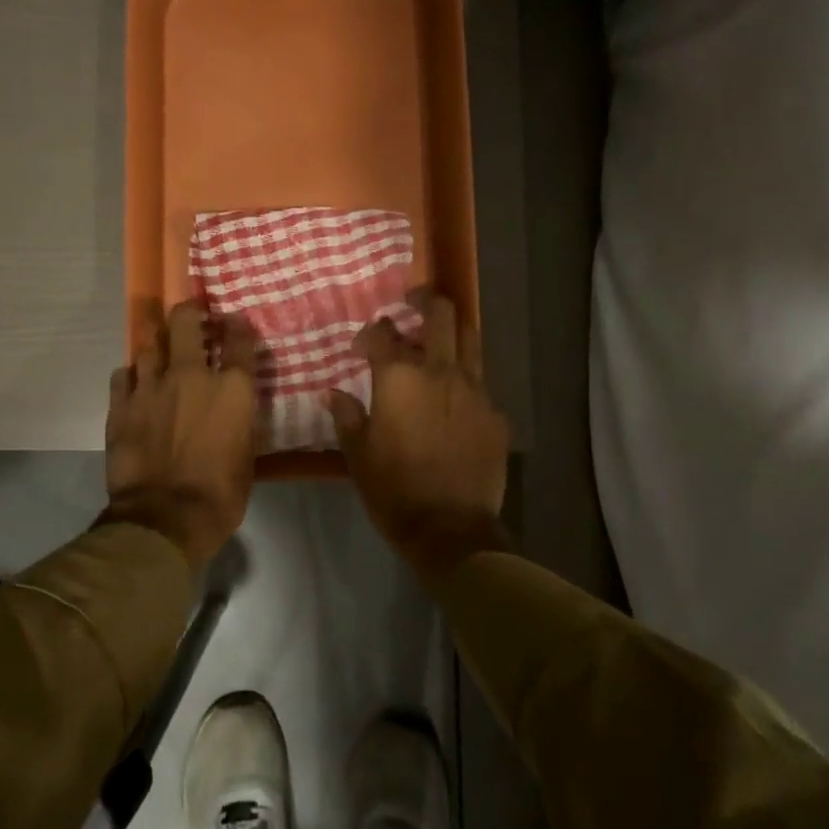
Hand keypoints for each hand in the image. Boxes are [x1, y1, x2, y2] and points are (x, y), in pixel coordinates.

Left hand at [104, 302, 258, 572]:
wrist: (163, 518)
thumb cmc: (219, 494)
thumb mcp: (246, 456)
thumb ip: (240, 421)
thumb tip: (234, 409)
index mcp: (231, 388)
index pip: (240, 339)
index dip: (239, 326)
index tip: (235, 323)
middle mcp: (191, 375)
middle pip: (186, 321)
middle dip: (190, 311)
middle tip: (191, 315)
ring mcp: (151, 386)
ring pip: (150, 342)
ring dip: (158, 341)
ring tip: (161, 345)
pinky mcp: (121, 404)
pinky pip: (123, 374)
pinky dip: (132, 374)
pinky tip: (135, 381)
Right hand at [329, 295, 510, 592]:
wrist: (451, 529)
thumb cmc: (394, 490)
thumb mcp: (357, 455)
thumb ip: (347, 416)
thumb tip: (333, 393)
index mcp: (399, 378)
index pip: (382, 334)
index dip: (369, 332)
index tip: (362, 345)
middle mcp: (439, 372)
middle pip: (439, 316)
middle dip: (424, 300)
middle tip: (414, 299)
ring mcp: (474, 391)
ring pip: (470, 340)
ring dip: (453, 330)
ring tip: (442, 334)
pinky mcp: (495, 414)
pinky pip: (481, 384)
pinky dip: (466, 381)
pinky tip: (457, 398)